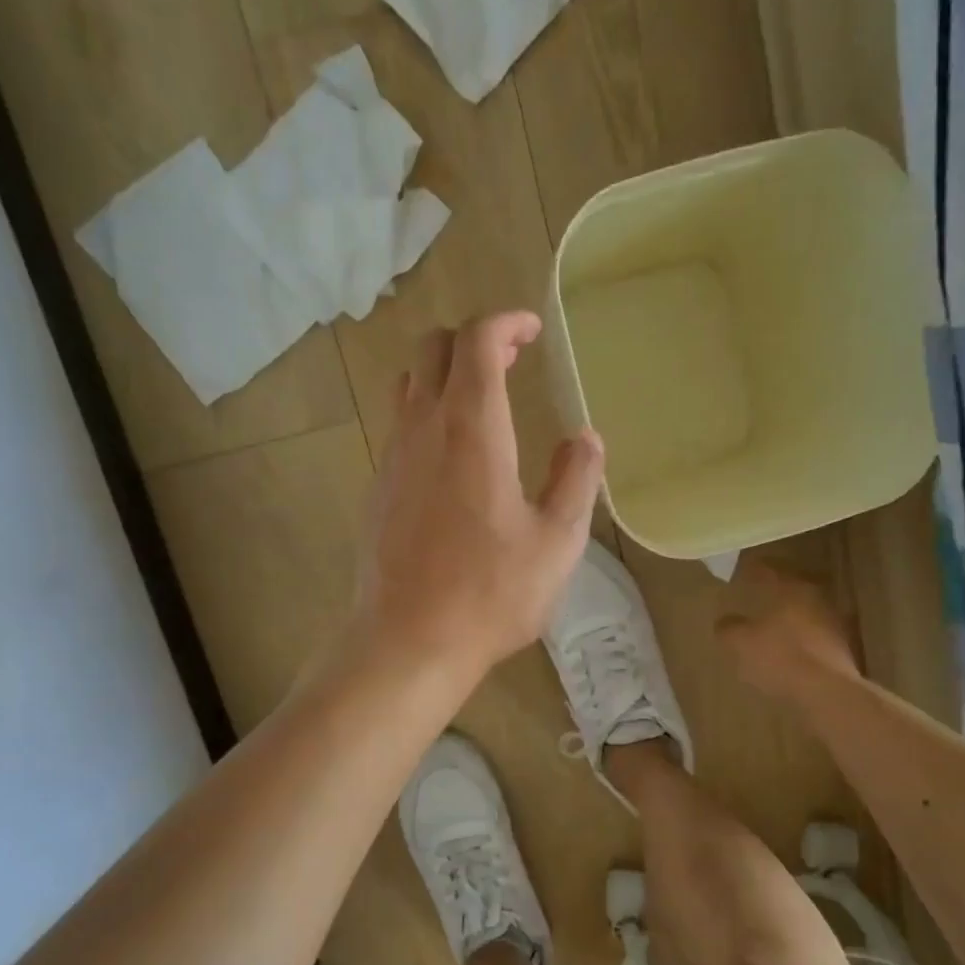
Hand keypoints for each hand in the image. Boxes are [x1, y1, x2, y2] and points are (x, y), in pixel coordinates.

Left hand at [351, 312, 604, 684]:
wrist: (408, 641)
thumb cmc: (491, 593)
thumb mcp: (556, 542)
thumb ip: (576, 480)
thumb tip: (585, 438)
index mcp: (472, 430)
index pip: (478, 341)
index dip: (506, 322)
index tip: (532, 330)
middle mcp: (423, 429)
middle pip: (433, 347)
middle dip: (473, 339)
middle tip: (511, 360)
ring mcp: (392, 457)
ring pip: (408, 383)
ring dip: (444, 373)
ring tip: (482, 399)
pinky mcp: (378, 488)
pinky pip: (399, 425)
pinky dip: (427, 413)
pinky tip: (454, 456)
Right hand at [715, 563, 861, 703]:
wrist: (827, 692)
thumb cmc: (779, 657)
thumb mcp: (740, 643)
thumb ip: (728, 628)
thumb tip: (724, 621)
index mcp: (792, 588)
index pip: (769, 570)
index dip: (753, 569)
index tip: (741, 570)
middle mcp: (816, 598)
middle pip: (792, 588)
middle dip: (774, 591)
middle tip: (757, 593)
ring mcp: (833, 622)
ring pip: (804, 611)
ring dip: (789, 615)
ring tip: (772, 623)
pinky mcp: (841, 648)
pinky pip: (814, 634)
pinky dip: (800, 637)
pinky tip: (788, 648)